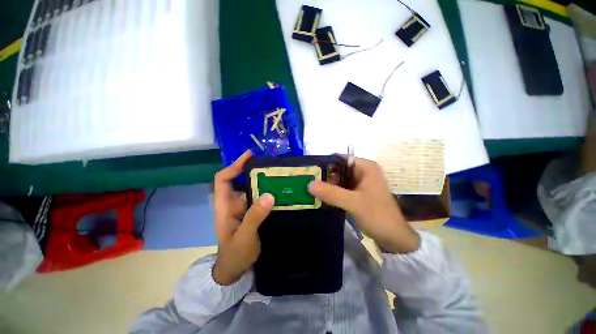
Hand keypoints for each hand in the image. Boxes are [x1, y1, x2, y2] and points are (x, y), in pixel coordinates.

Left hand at [212, 150, 274, 284]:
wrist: (237, 269)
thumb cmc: (235, 254)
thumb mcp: (244, 237)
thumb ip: (255, 217)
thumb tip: (269, 195)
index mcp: (225, 206)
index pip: (223, 179)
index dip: (234, 166)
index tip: (249, 157)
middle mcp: (234, 203)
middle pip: (241, 181)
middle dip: (254, 171)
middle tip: (272, 166)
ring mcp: (245, 208)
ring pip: (253, 190)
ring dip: (264, 182)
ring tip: (280, 176)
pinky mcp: (253, 213)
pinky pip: (261, 199)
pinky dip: (269, 193)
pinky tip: (281, 192)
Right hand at [308, 157, 419, 253]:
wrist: (394, 238)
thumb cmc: (378, 216)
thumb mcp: (353, 203)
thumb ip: (331, 193)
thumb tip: (309, 184)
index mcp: (366, 167)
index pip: (340, 159)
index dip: (325, 164)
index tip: (310, 172)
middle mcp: (362, 171)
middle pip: (338, 169)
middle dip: (324, 176)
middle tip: (307, 182)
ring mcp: (360, 183)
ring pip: (339, 179)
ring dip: (327, 185)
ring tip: (311, 189)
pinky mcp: (357, 193)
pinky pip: (341, 188)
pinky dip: (332, 192)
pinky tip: (321, 197)